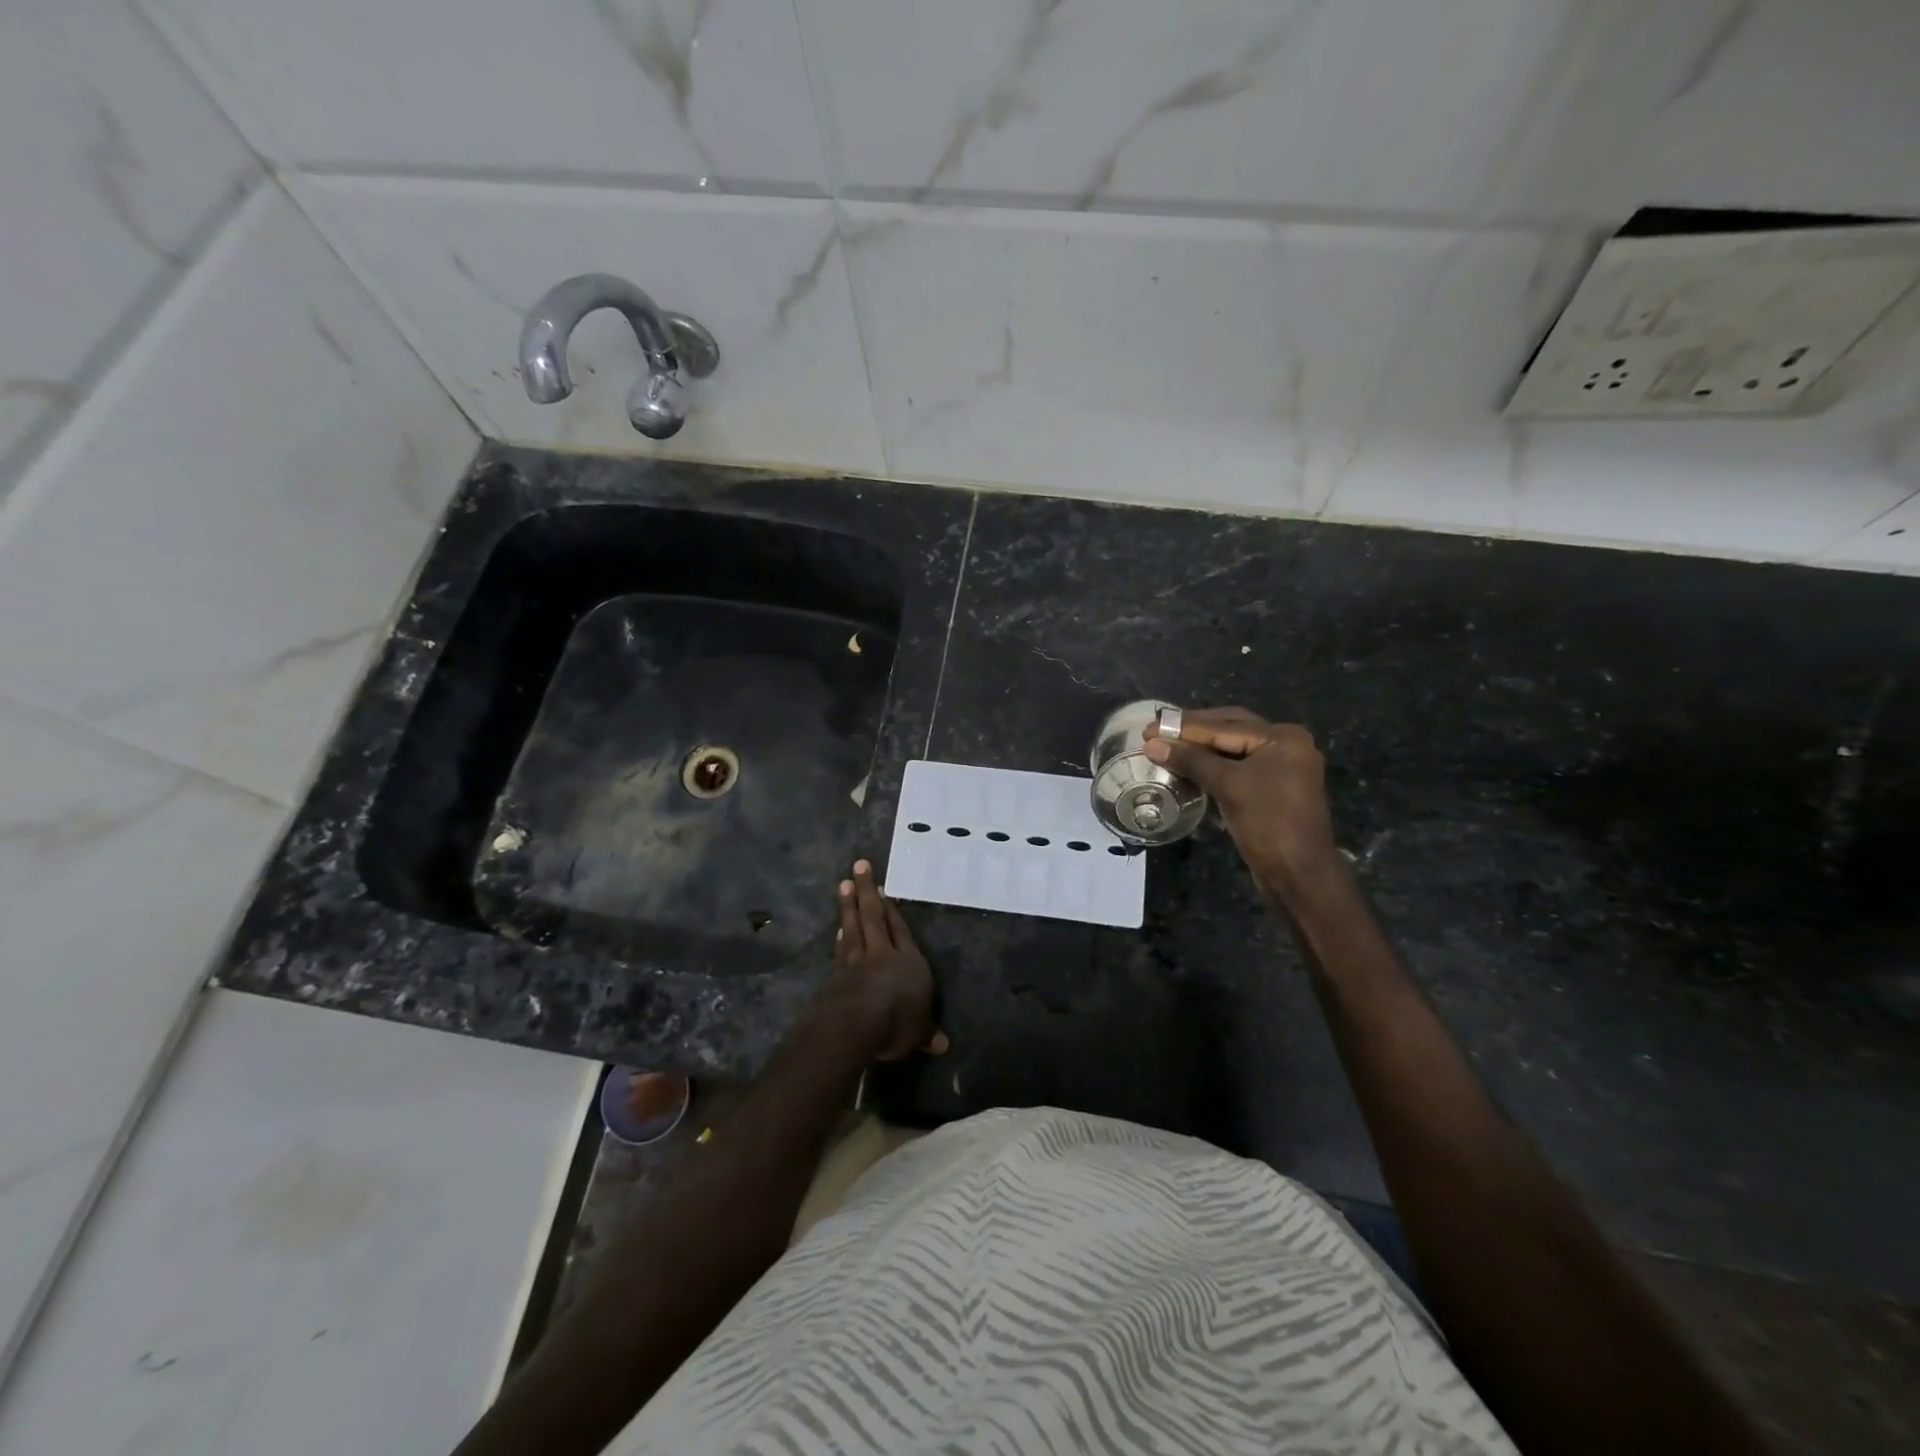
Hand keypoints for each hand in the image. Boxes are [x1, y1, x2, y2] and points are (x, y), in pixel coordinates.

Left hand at [824, 860, 946, 1060]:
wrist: (856, 1025)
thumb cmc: (898, 1022)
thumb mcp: (918, 1032)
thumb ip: (926, 1032)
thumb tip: (943, 1045)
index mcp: (909, 962)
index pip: (901, 931)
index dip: (894, 911)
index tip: (884, 890)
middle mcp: (882, 955)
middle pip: (874, 917)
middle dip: (866, 891)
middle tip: (859, 866)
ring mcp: (856, 962)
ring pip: (853, 927)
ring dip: (848, 907)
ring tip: (844, 886)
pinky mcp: (836, 974)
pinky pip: (841, 950)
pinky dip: (840, 937)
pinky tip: (838, 929)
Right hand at [1144, 708, 1341, 902]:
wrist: (1298, 874)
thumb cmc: (1267, 823)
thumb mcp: (1227, 785)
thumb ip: (1190, 760)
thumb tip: (1152, 744)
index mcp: (1282, 737)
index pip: (1224, 725)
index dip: (1184, 727)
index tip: (1148, 729)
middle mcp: (1286, 745)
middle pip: (1230, 729)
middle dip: (1193, 731)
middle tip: (1156, 732)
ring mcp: (1281, 767)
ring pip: (1233, 748)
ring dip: (1201, 748)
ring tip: (1167, 747)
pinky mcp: (1273, 788)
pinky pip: (1237, 767)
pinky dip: (1213, 765)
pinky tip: (1189, 766)